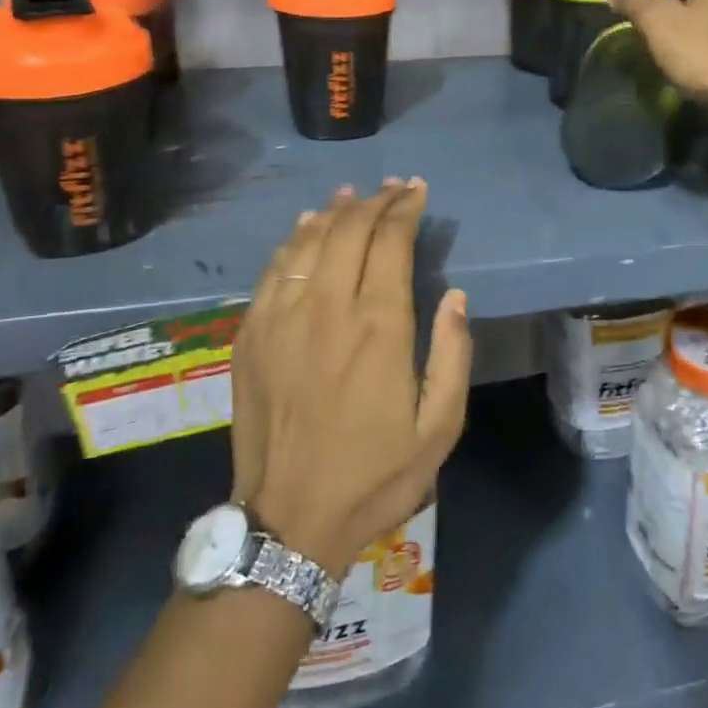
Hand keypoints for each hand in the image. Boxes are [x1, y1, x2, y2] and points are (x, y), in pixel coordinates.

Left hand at [228, 180, 471, 578]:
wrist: (288, 520)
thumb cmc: (373, 476)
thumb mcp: (439, 429)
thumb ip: (453, 356)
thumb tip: (456, 297)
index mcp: (378, 328)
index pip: (390, 242)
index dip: (405, 208)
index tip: (416, 191)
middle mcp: (328, 308)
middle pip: (349, 230)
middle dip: (375, 201)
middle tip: (392, 188)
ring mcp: (282, 317)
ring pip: (309, 241)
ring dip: (334, 211)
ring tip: (352, 195)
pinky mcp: (251, 333)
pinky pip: (274, 269)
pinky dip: (294, 239)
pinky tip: (305, 227)